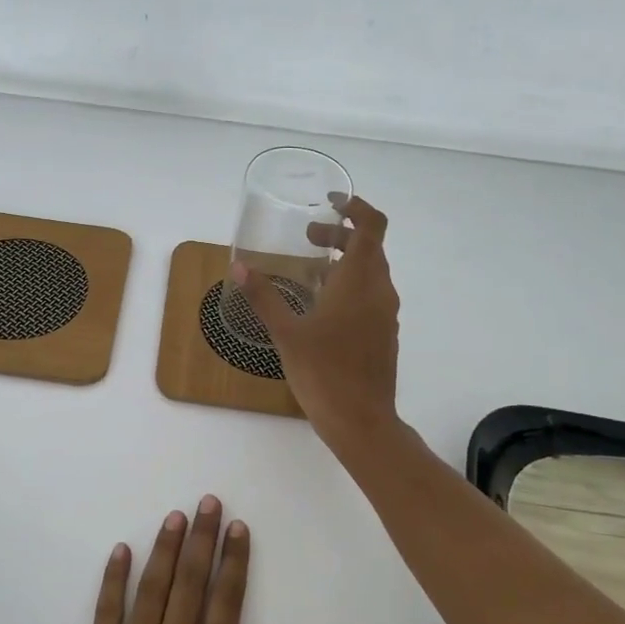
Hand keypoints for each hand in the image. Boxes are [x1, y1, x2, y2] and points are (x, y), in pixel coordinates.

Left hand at [50, 497, 298, 623]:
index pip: (227, 602)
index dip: (234, 561)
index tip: (239, 527)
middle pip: (189, 584)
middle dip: (201, 539)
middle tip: (208, 501)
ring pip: (151, 589)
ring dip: (164, 549)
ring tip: (175, 516)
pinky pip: (105, 614)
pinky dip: (113, 579)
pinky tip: (120, 551)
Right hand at [232, 195, 400, 448]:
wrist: (361, 421)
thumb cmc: (323, 373)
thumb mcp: (286, 333)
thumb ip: (264, 297)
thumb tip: (239, 267)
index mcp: (359, 282)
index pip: (371, 227)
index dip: (356, 207)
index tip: (331, 202)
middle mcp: (379, 291)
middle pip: (369, 247)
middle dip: (340, 234)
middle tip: (308, 237)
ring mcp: (385, 313)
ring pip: (371, 271)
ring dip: (344, 260)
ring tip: (310, 269)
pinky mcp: (384, 333)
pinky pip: (371, 294)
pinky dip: (350, 284)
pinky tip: (322, 304)